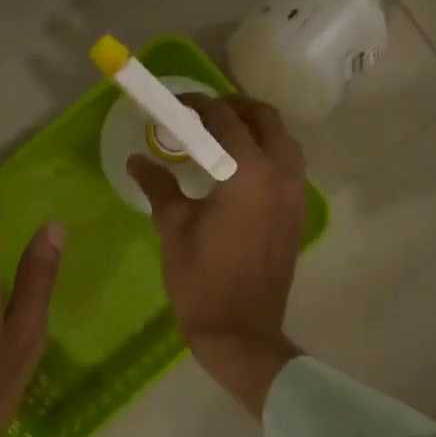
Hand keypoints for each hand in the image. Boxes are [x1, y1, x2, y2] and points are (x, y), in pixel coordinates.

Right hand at [129, 95, 305, 418]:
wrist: (240, 331)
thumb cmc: (201, 280)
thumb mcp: (173, 227)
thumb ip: (158, 185)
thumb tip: (138, 159)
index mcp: (248, 173)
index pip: (225, 120)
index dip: (199, 105)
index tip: (177, 105)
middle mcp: (280, 175)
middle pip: (266, 119)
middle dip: (234, 108)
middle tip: (203, 115)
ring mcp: (295, 195)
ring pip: (285, 142)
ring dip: (257, 129)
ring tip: (224, 137)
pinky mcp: (297, 215)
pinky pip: (290, 167)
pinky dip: (270, 154)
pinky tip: (241, 171)